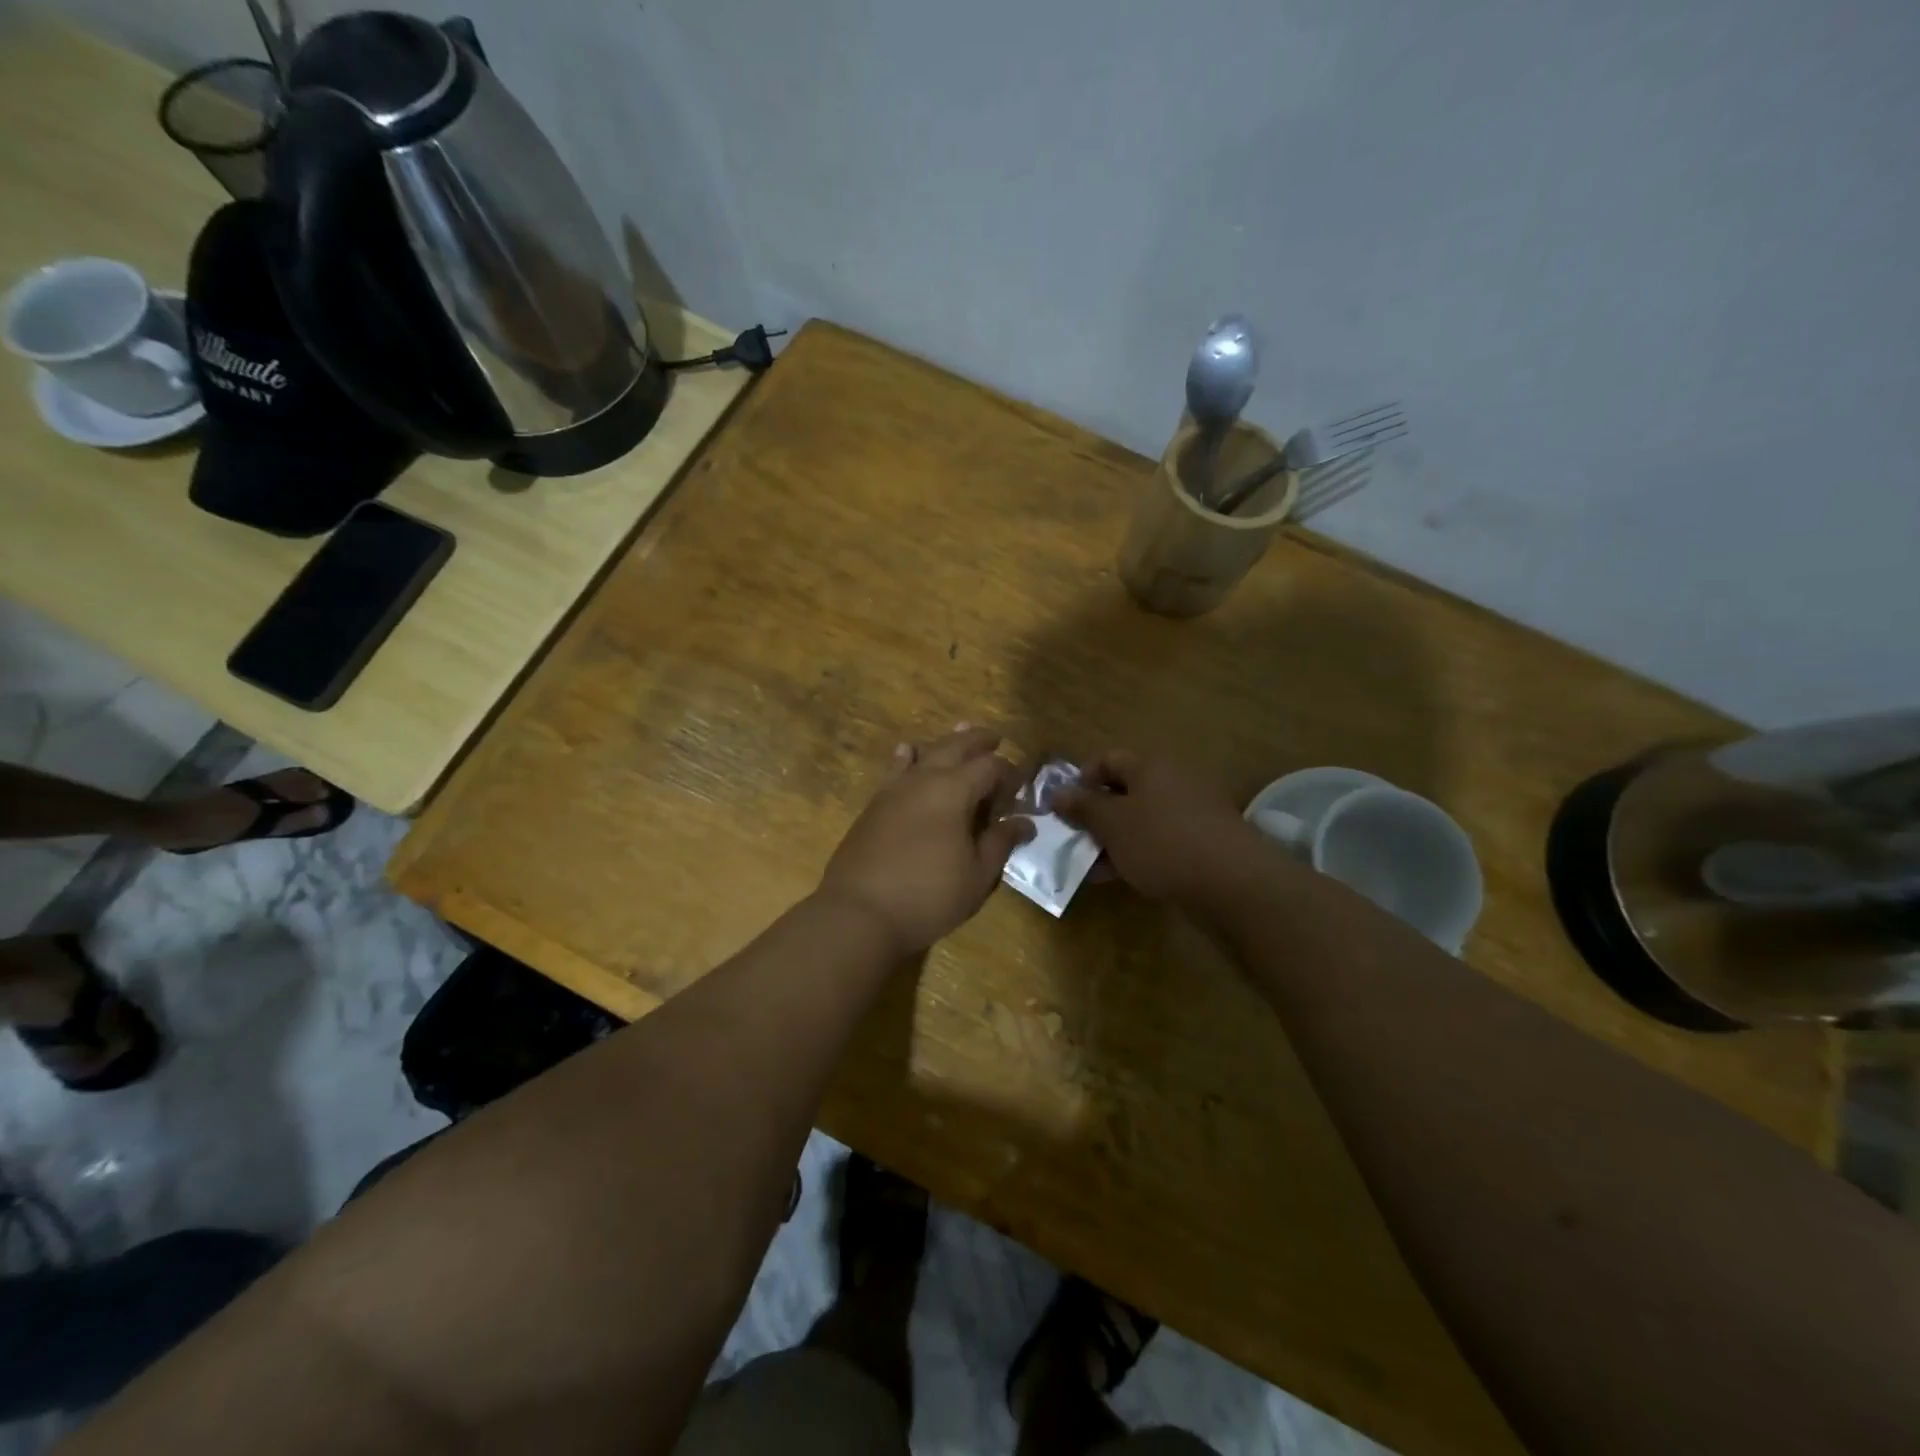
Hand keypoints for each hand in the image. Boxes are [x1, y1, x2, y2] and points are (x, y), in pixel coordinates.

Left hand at [818, 726, 1033, 955]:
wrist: (859, 913)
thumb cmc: (928, 896)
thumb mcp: (977, 875)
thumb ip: (1000, 842)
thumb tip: (1024, 822)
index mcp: (954, 790)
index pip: (990, 766)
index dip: (1010, 773)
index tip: (1020, 789)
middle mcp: (924, 778)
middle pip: (956, 746)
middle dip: (978, 741)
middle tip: (995, 738)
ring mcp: (894, 789)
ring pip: (924, 752)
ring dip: (946, 743)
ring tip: (959, 733)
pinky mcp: (874, 804)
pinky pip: (895, 768)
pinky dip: (907, 756)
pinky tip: (908, 751)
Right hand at [1053, 749, 1259, 903]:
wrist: (1232, 881)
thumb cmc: (1161, 842)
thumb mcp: (1111, 824)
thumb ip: (1082, 807)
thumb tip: (1056, 792)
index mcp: (1150, 765)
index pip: (1107, 759)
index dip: (1081, 780)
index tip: (1065, 809)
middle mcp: (1173, 779)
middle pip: (1125, 790)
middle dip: (1096, 815)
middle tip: (1076, 839)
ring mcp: (1192, 810)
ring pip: (1142, 818)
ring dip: (1115, 838)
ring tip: (1094, 865)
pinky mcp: (1203, 839)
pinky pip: (1161, 838)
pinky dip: (1139, 852)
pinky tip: (1122, 876)